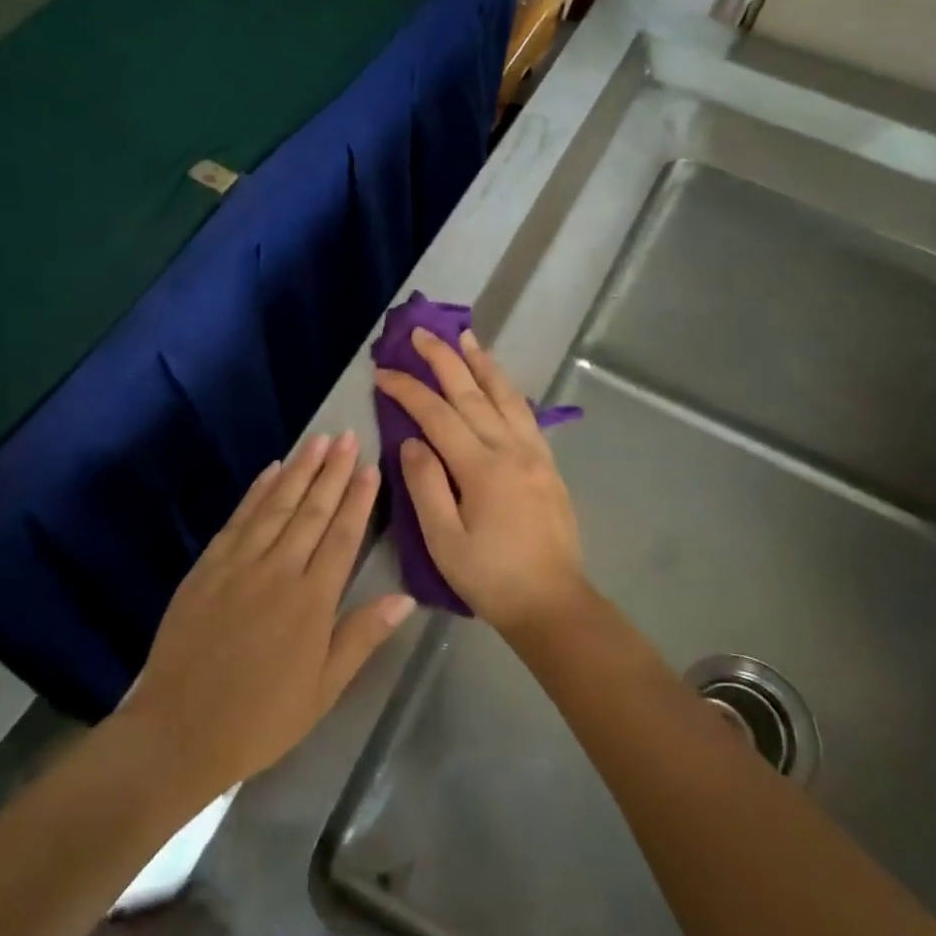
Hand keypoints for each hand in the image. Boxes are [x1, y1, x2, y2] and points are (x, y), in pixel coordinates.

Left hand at [121, 432, 414, 794]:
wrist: (179, 731)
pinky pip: (238, 519)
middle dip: (333, 471)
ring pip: (276, 506)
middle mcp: (278, 571)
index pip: (342, 537)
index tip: (370, 467)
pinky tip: (271, 471)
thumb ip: (361, 637)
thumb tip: (405, 598)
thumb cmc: (260, 718)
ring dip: (299, 471)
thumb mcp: (323, 690)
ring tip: (318, 441)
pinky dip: (257, 491)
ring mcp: (238, 565)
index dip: (358, 499)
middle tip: (348, 436)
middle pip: (311, 511)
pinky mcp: (207, 567)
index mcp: (311, 602)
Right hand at [375, 328, 590, 636]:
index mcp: (481, 468)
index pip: (437, 415)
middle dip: (444, 359)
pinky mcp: (548, 465)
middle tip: (422, 332)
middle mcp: (511, 449)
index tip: (383, 372)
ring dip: (483, 364)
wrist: (552, 603)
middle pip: (472, 394)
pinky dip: (508, 389)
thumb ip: (425, 485)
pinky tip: (499, 382)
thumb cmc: (490, 577)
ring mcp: (535, 454)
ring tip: (467, 337)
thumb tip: (411, 441)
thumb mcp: (444, 540)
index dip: (408, 390)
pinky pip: (526, 414)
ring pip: (506, 396)